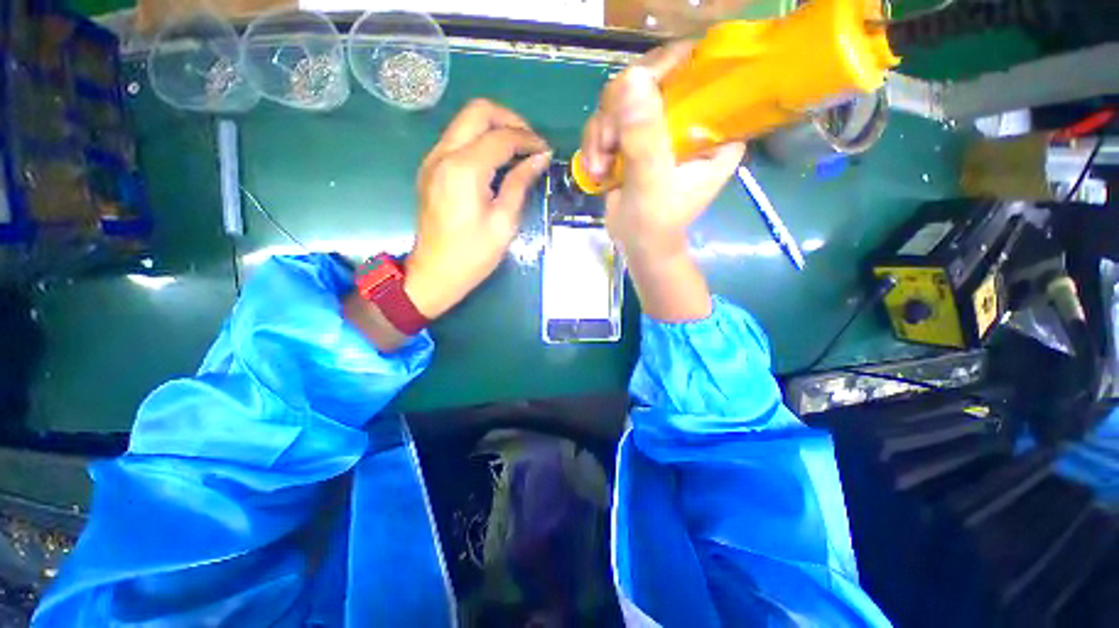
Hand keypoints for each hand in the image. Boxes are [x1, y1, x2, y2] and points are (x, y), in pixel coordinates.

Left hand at [405, 99, 551, 319]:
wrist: (435, 273)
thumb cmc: (473, 255)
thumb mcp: (504, 222)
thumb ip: (520, 184)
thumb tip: (539, 158)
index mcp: (464, 169)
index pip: (502, 137)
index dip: (528, 140)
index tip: (546, 152)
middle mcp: (443, 154)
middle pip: (478, 111)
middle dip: (510, 120)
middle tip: (531, 142)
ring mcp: (433, 159)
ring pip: (465, 121)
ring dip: (495, 128)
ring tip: (518, 151)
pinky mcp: (431, 169)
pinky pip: (457, 139)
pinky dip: (480, 140)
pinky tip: (496, 162)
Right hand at [580, 41, 744, 260]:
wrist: (637, 245)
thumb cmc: (655, 223)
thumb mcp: (652, 182)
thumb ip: (645, 137)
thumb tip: (632, 79)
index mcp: (713, 129)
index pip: (697, 73)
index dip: (664, 71)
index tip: (635, 93)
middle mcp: (689, 120)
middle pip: (651, 80)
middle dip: (619, 113)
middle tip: (607, 146)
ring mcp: (658, 128)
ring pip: (622, 100)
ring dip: (601, 133)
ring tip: (600, 167)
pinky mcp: (635, 138)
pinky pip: (608, 120)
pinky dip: (595, 143)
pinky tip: (596, 169)